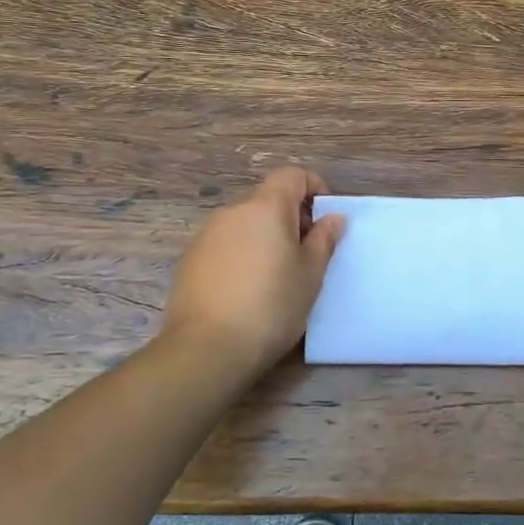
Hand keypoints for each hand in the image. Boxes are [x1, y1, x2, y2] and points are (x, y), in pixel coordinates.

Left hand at [159, 167, 346, 382]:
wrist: (206, 349)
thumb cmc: (271, 307)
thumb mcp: (310, 275)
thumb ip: (324, 240)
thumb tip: (333, 217)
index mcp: (266, 208)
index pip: (292, 175)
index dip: (314, 187)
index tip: (325, 218)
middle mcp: (233, 212)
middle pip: (268, 200)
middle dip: (291, 218)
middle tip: (307, 254)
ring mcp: (206, 235)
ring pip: (245, 224)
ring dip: (266, 237)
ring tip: (278, 277)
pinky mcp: (190, 260)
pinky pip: (225, 245)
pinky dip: (243, 254)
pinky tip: (248, 290)